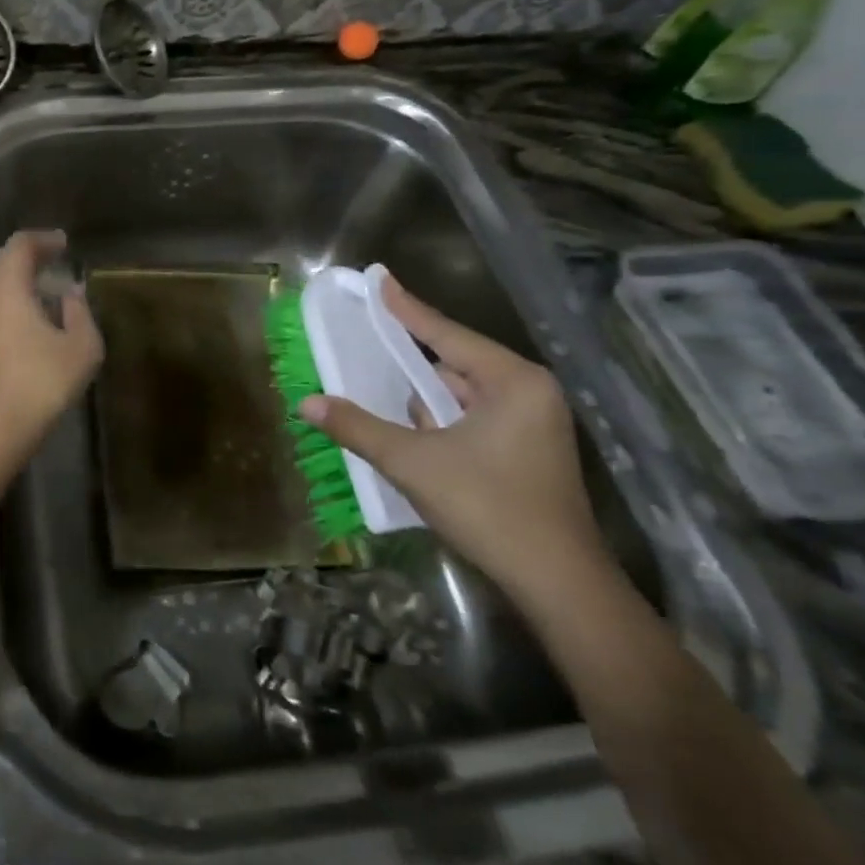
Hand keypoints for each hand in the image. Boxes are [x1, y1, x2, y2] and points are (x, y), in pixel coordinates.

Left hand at [0, 230, 103, 463]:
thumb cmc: (41, 384)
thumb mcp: (81, 348)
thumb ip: (80, 313)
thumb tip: (72, 293)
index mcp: (6, 287)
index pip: (19, 245)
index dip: (43, 240)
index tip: (64, 244)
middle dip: (24, 255)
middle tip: (51, 262)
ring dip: (12, 278)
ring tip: (41, 289)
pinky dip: (3, 299)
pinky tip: (24, 319)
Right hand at [297, 275, 608, 604]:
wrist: (558, 585)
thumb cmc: (489, 509)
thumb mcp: (413, 463)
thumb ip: (357, 428)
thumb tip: (306, 404)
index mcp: (511, 381)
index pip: (444, 333)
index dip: (405, 307)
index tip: (378, 279)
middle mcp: (528, 391)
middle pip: (453, 361)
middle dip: (409, 357)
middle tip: (366, 336)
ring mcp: (533, 422)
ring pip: (461, 393)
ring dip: (423, 395)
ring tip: (380, 383)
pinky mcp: (529, 449)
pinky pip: (473, 416)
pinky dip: (441, 418)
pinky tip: (412, 427)